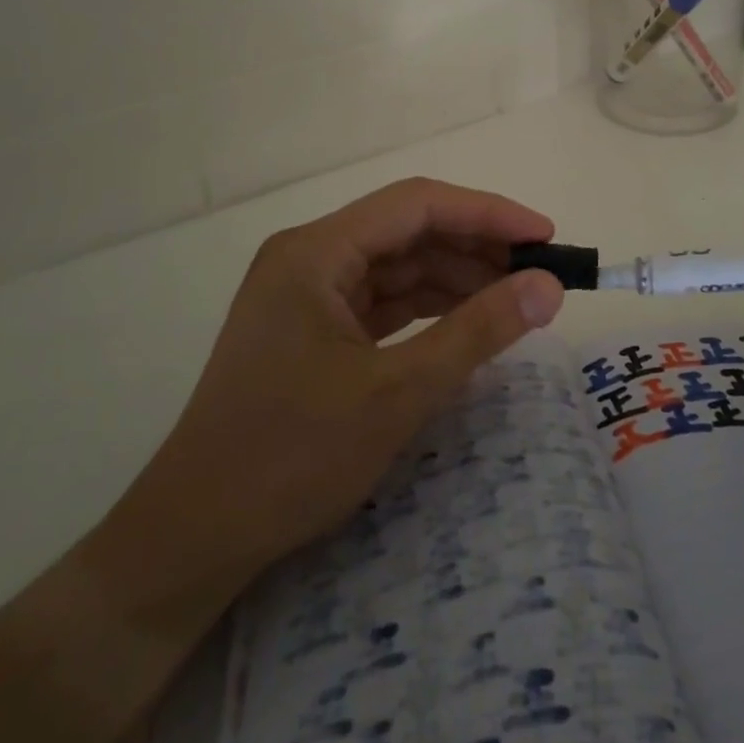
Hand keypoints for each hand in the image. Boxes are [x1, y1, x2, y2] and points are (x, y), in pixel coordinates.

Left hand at [110, 178, 565, 586]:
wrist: (196, 536)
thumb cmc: (290, 457)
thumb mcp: (396, 392)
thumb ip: (477, 332)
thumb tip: (547, 286)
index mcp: (316, 252)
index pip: (416, 205)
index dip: (487, 214)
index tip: (545, 236)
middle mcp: (309, 258)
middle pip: (407, 231)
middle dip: (475, 247)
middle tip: (540, 273)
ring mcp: (308, 294)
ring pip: (398, 267)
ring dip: (456, 278)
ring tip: (516, 297)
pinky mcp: (313, 330)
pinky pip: (383, 302)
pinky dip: (428, 308)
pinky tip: (469, 321)